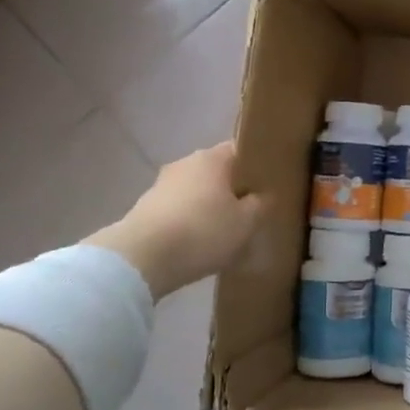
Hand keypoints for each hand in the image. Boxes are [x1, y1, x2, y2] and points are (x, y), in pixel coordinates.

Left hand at [85, 142, 262, 299]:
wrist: (141, 258)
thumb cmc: (203, 231)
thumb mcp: (246, 222)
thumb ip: (260, 205)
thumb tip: (262, 196)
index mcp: (212, 158)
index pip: (240, 151)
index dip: (256, 166)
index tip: (268, 185)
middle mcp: (185, 163)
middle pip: (217, 172)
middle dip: (233, 189)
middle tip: (250, 212)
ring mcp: (161, 185)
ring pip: (196, 192)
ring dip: (209, 207)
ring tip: (225, 232)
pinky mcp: (145, 209)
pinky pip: (178, 210)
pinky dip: (190, 222)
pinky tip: (198, 243)